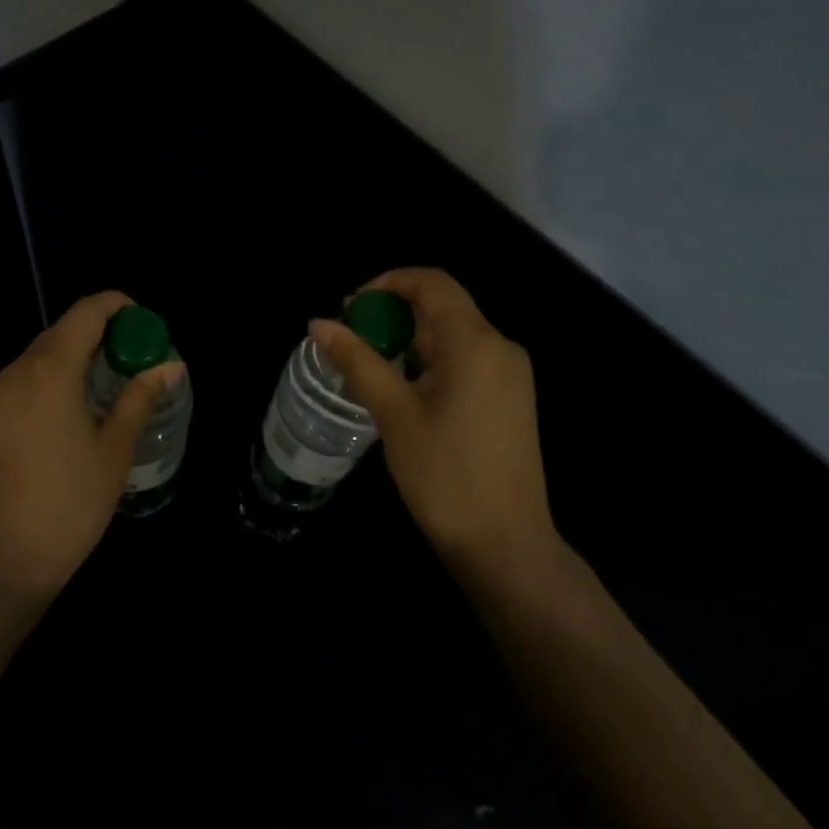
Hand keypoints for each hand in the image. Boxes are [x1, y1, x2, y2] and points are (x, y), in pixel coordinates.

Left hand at [0, 291, 184, 597]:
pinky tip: (83, 403)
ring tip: (117, 380)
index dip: (118, 306)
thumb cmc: (69, 501)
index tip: (147, 325)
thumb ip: (141, 397)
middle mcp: (20, 369)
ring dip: (82, 353)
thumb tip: (171, 365)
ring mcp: (1, 392)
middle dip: (105, 331)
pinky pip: (31, 374)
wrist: (3, 558)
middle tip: (139, 358)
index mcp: (51, 369)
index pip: (87, 312)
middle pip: (66, 328)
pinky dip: (61, 373)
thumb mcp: (115, 448)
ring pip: (46, 351)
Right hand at [312, 268, 560, 578]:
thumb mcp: (394, 414)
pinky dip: (430, 360)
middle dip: (394, 312)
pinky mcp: (510, 399)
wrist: (506, 546)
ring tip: (369, 364)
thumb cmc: (446, 476)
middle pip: (443, 306)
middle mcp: (500, 347)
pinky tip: (403, 388)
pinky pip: (466, 359)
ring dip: (410, 338)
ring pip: (453, 334)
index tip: (351, 307)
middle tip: (352, 338)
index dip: (389, 282)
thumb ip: (357, 361)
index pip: (433, 282)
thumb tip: (318, 323)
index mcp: (476, 343)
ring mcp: (510, 375)